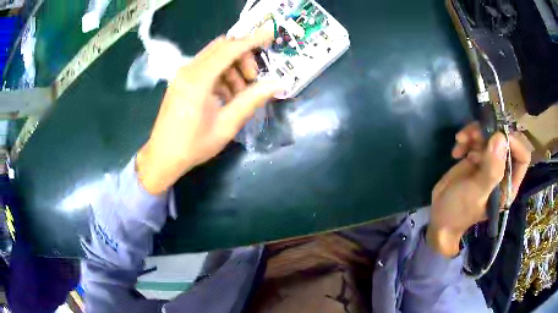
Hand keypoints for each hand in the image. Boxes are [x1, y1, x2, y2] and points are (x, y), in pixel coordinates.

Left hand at [136, 27, 279, 194]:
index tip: (271, 35)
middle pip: (222, 47)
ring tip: (240, 94)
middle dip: (243, 56)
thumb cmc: (193, 145)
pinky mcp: (181, 81)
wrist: (162, 158)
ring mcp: (182, 74)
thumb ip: (251, 100)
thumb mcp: (226, 125)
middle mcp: (188, 70)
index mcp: (198, 80)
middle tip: (253, 79)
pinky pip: (206, 67)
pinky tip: (226, 96)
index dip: (252, 40)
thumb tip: (277, 84)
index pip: (230, 49)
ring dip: (232, 68)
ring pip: (214, 56)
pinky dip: (221, 75)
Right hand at [427, 122, 530, 256]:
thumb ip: (491, 170)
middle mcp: (502, 171)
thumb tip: (501, 138)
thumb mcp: (475, 193)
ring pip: (490, 135)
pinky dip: (466, 139)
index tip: (497, 136)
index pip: (522, 157)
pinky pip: (477, 138)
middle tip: (473, 135)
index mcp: (508, 184)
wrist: (440, 217)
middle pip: (506, 140)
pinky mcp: (477, 157)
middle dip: (491, 133)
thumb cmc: (460, 211)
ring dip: (475, 133)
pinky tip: (456, 152)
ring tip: (460, 140)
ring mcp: (489, 162)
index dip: (514, 143)